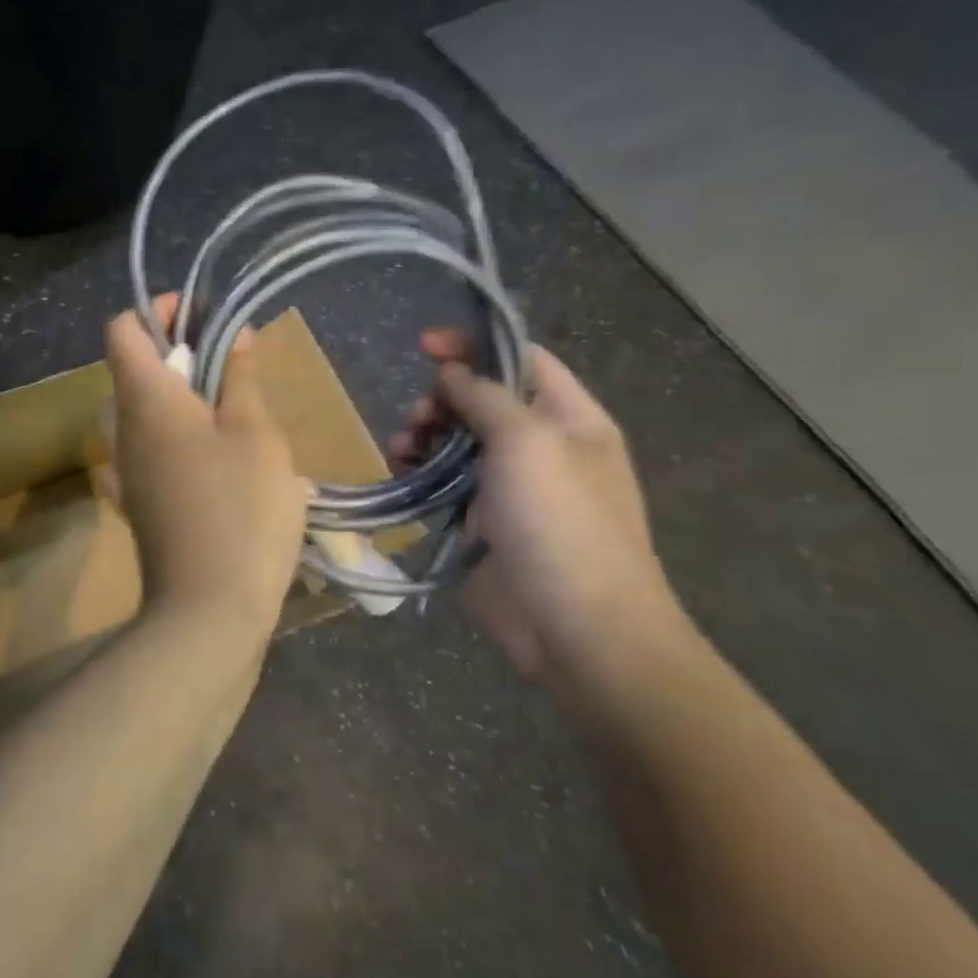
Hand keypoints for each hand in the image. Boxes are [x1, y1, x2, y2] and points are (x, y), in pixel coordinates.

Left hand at [103, 298, 310, 646]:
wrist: (208, 610)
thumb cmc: (240, 509)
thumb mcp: (255, 434)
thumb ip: (240, 378)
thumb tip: (234, 334)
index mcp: (146, 399)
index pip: (122, 329)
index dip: (157, 311)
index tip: (202, 316)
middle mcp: (122, 428)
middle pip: (133, 368)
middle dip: (177, 353)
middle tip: (230, 365)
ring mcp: (125, 468)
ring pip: (141, 411)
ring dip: (179, 397)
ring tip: (231, 410)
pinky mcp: (136, 501)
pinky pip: (146, 450)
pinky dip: (173, 438)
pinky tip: (211, 458)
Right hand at [389, 330, 689, 696]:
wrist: (578, 631)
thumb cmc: (562, 524)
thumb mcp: (528, 442)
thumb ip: (485, 396)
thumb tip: (452, 372)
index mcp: (569, 420)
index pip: (521, 360)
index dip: (475, 346)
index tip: (425, 346)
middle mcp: (540, 447)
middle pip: (481, 400)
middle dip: (441, 398)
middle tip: (419, 416)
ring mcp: (508, 487)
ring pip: (455, 440)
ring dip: (423, 433)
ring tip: (401, 445)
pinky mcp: (480, 522)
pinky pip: (442, 482)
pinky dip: (418, 470)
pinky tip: (400, 470)